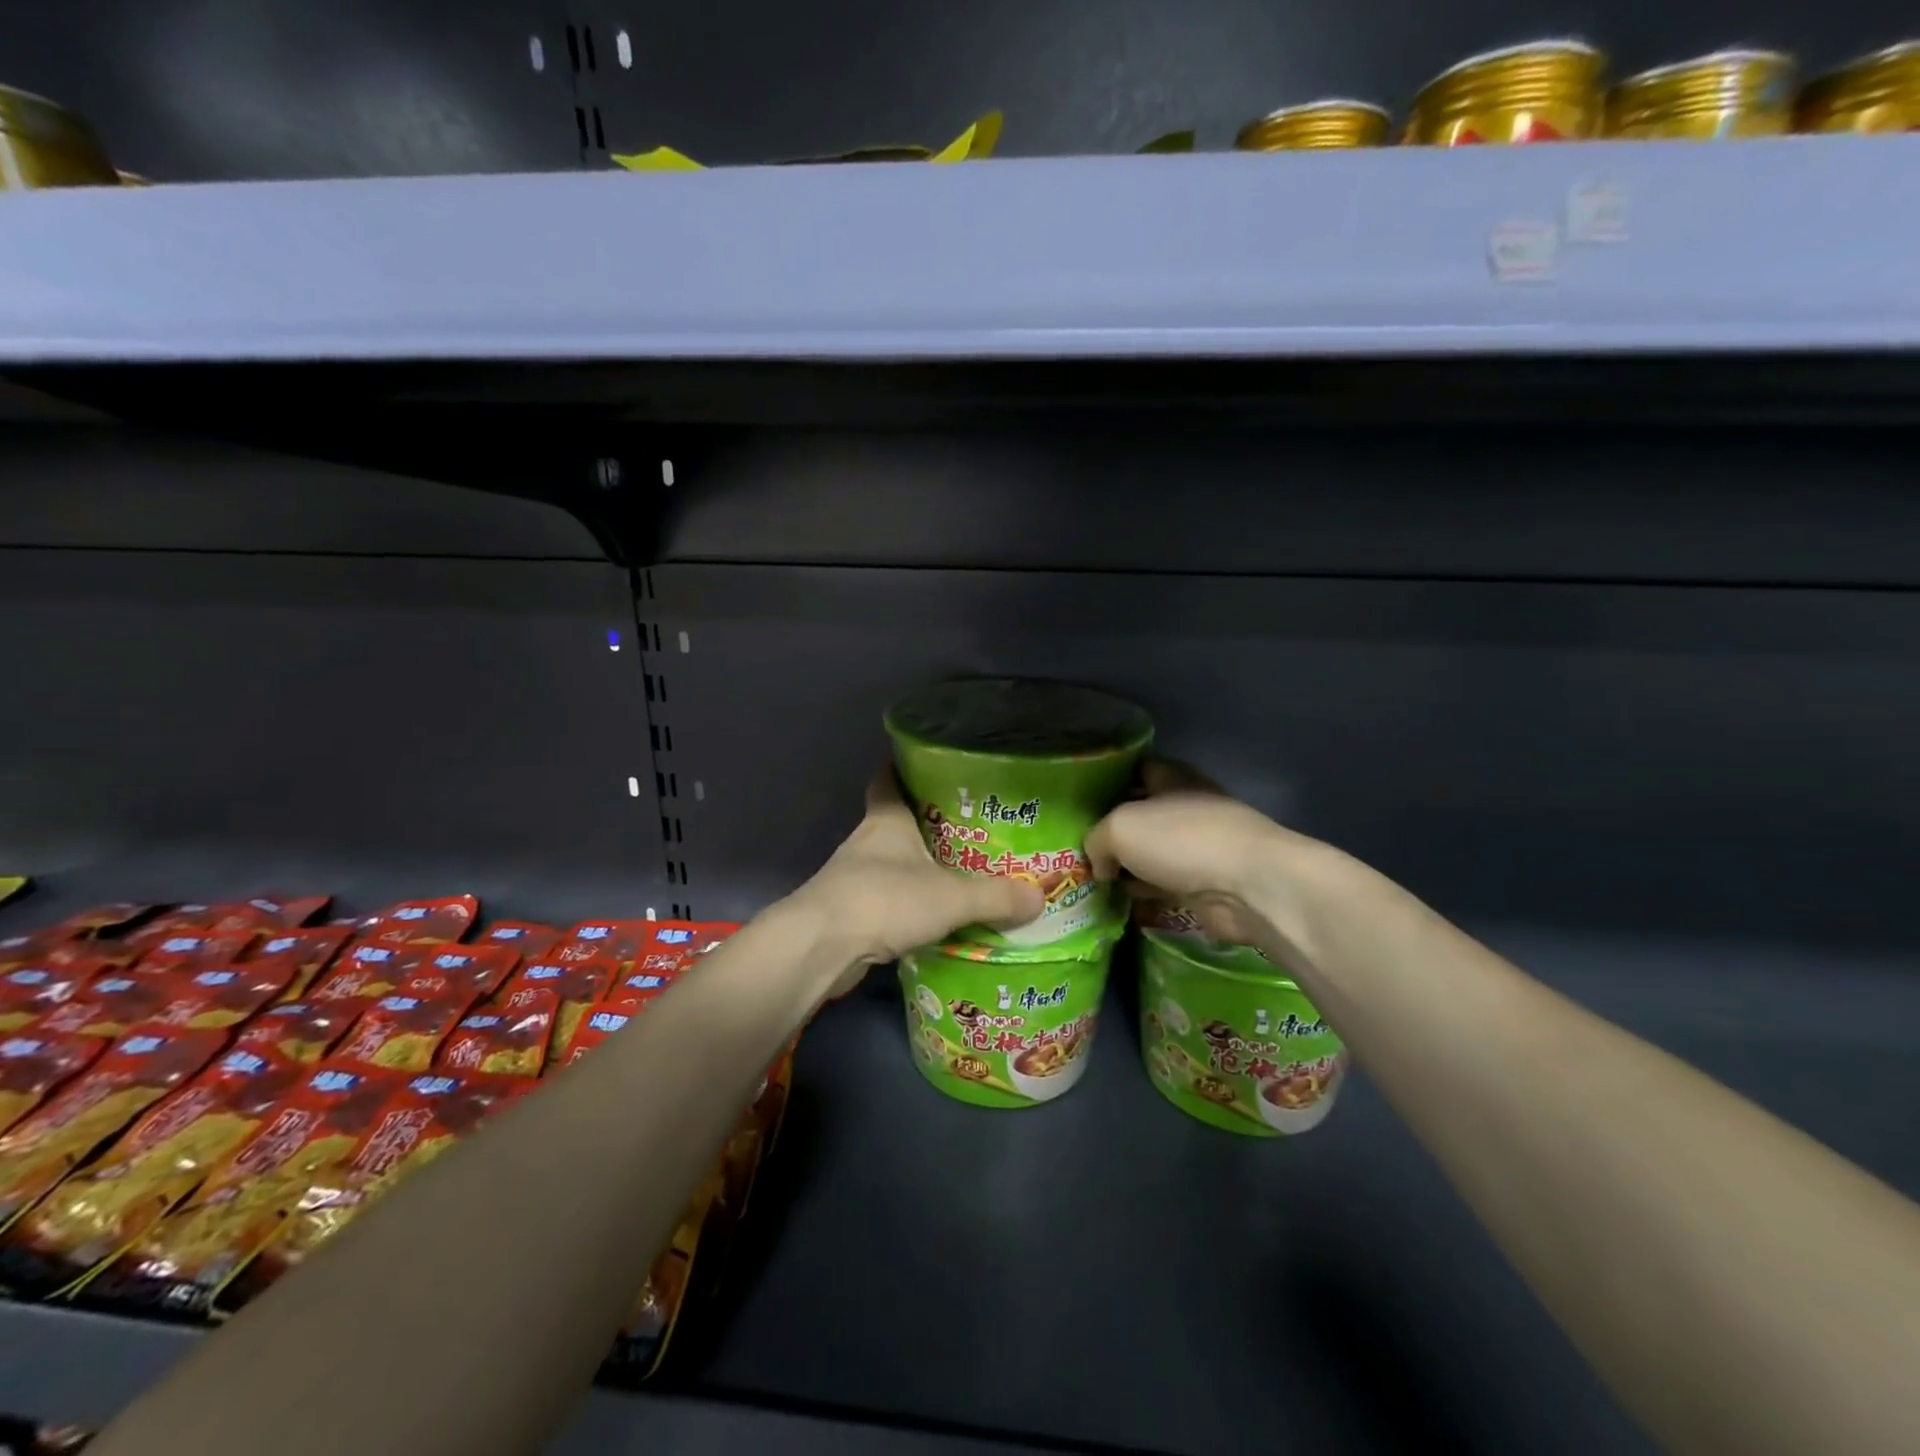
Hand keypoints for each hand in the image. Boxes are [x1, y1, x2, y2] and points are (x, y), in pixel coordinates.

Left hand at [788, 768, 1043, 994]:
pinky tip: (936, 917)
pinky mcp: (851, 912)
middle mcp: (867, 841)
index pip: (889, 778)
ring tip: (961, 874)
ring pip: (893, 863)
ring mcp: (854, 877)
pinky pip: (889, 899)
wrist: (822, 948)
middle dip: (928, 825)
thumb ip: (996, 896)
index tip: (934, 768)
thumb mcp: (951, 897)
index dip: (906, 769)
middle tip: (970, 828)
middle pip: (897, 822)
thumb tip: (1040, 897)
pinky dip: (910, 904)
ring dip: (919, 868)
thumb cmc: (885, 899)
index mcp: (886, 819)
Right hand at [1085, 761, 1319, 948]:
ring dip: (1126, 865)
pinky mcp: (1204, 884)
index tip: (1078, 798)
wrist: (1248, 886)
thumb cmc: (1182, 839)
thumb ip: (1096, 840)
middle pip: (1140, 813)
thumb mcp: (1120, 827)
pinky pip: (1163, 884)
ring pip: (1150, 852)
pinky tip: (1116, 901)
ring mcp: (1197, 847)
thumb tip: (1099, 864)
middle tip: (1075, 844)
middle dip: (1112, 828)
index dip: (1106, 780)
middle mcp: (1185, 807)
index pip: (1134, 769)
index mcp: (1171, 778)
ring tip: (1088, 877)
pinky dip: (1143, 892)